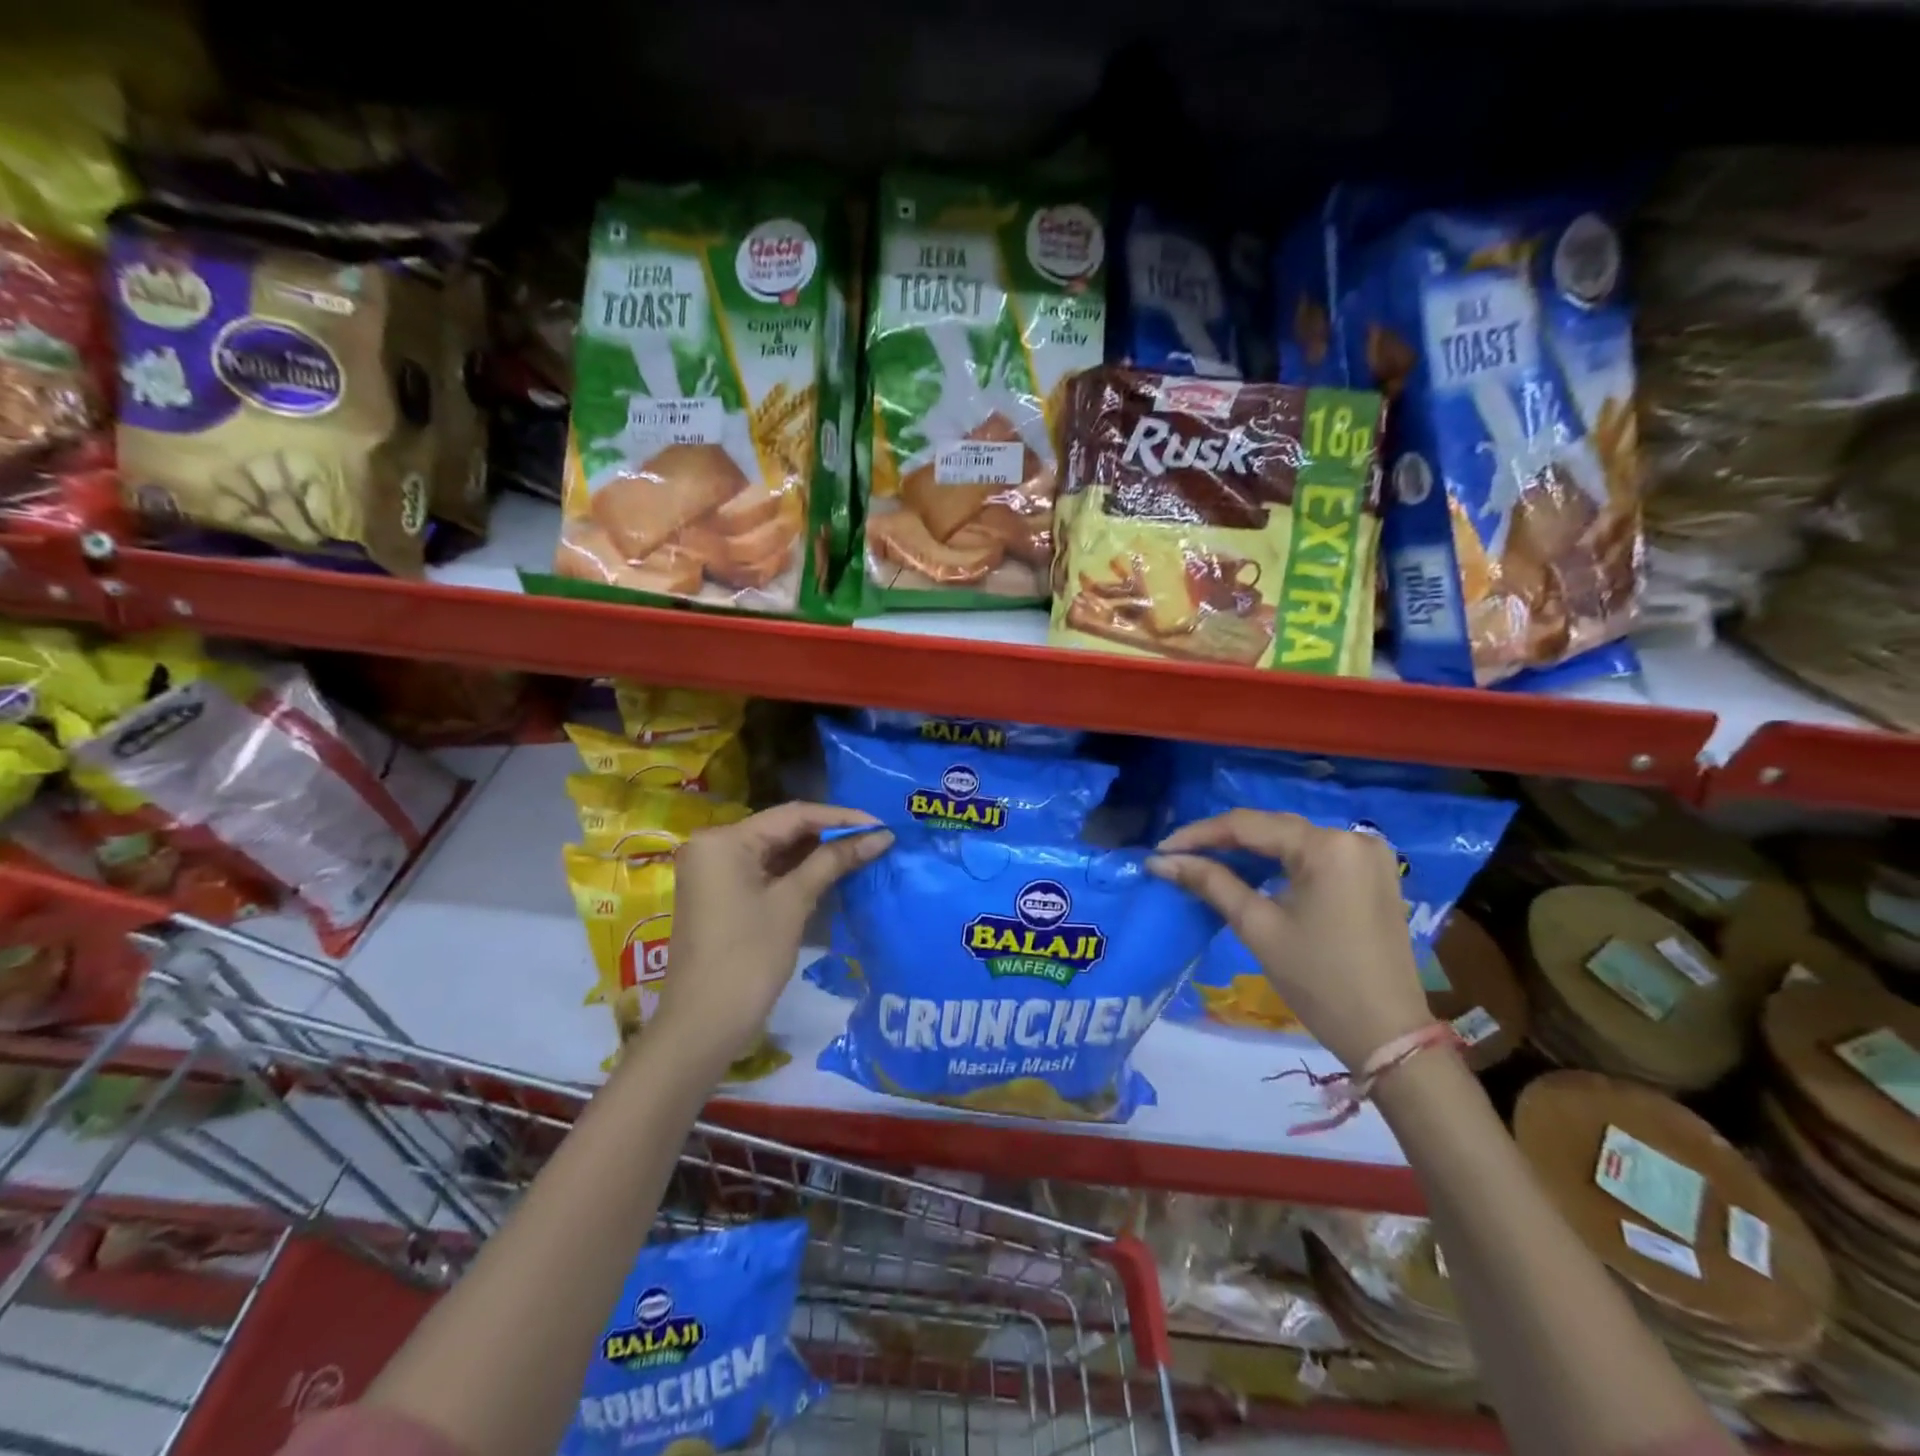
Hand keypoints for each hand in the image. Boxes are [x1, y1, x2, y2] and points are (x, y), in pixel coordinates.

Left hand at [653, 803, 892, 1068]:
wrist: (703, 1026)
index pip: (794, 814)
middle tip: (877, 839)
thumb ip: (834, 861)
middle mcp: (714, 846)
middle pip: (783, 829)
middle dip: (831, 835)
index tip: (882, 825)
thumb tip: (880, 835)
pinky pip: (765, 871)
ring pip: (776, 851)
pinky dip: (797, 873)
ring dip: (817, 854)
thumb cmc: (748, 958)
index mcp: (724, 839)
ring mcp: (715, 872)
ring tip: (863, 853)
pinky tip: (832, 873)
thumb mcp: (794, 903)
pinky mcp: (721, 895)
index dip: (841, 818)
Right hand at [1148, 809, 1432, 1068]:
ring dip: (1248, 851)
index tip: (1161, 850)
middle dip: (1221, 841)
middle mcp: (1352, 837)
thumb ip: (1209, 882)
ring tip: (1204, 863)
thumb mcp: (1257, 927)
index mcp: (1326, 846)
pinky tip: (1249, 872)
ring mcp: (1367, 855)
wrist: (1388, 1035)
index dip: (1198, 834)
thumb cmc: (1318, 981)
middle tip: (1177, 857)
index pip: (1247, 825)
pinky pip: (1313, 855)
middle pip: (1271, 828)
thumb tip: (1160, 861)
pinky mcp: (1373, 874)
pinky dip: (1278, 862)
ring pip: (1291, 840)